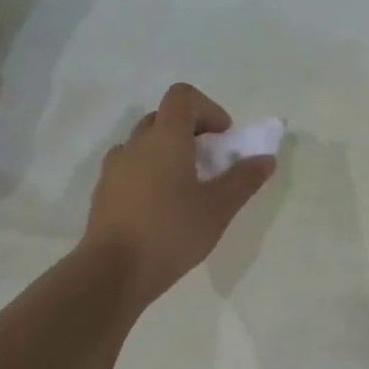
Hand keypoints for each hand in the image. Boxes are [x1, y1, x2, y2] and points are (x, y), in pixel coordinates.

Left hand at [82, 83, 275, 306]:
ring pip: (144, 145)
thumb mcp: (218, 208)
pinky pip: (130, 169)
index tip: (223, 138)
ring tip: (185, 189)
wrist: (113, 272)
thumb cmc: (171, 232)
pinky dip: (149, 175)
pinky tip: (161, 210)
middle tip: (210, 164)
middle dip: (190, 132)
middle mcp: (135, 144)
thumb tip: (265, 158)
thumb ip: (244, 179)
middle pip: (163, 118)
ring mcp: (114, 168)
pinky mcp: (103, 193)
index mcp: (164, 138)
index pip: (183, 96)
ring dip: (167, 154)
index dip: (208, 109)